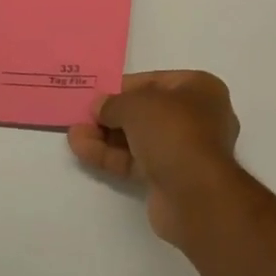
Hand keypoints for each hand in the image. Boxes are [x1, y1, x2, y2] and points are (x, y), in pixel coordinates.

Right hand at [68, 70, 242, 245]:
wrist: (196, 194)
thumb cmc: (173, 131)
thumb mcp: (137, 105)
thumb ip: (114, 103)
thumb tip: (99, 106)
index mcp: (201, 89)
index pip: (157, 81)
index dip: (125, 87)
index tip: (98, 93)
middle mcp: (198, 117)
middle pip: (147, 112)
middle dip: (112, 115)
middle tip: (83, 116)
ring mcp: (185, 150)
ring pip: (139, 139)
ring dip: (106, 136)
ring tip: (74, 134)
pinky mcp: (170, 179)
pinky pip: (137, 161)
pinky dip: (111, 156)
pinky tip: (82, 149)